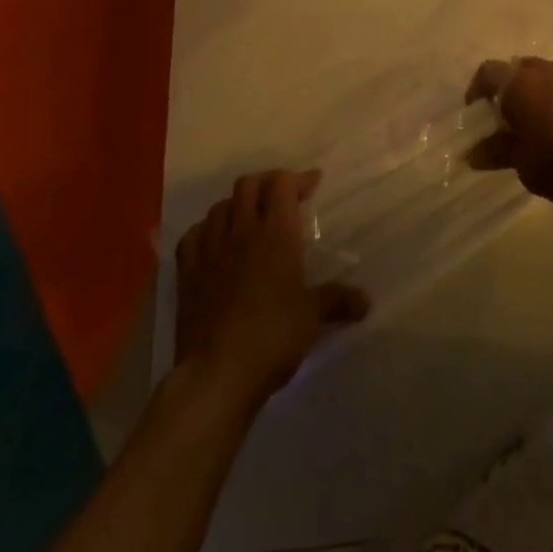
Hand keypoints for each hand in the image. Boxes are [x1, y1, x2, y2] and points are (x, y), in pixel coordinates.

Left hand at [173, 170, 369, 404]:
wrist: (217, 373)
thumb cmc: (273, 336)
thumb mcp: (312, 317)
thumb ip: (338, 300)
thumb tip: (366, 302)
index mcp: (276, 235)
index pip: (282, 184)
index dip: (298, 178)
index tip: (313, 184)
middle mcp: (241, 232)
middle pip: (249, 184)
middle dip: (268, 183)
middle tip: (284, 196)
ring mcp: (209, 250)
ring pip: (220, 206)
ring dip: (238, 205)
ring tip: (251, 219)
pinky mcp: (187, 272)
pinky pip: (193, 235)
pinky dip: (207, 230)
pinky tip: (215, 242)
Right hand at [467, 58, 552, 211]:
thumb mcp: (525, 165)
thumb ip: (497, 153)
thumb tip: (474, 152)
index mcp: (519, 83)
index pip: (486, 74)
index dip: (475, 94)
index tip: (475, 121)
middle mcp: (543, 70)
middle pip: (513, 73)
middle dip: (503, 96)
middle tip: (500, 128)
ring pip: (538, 80)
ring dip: (528, 100)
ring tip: (528, 134)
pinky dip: (550, 104)